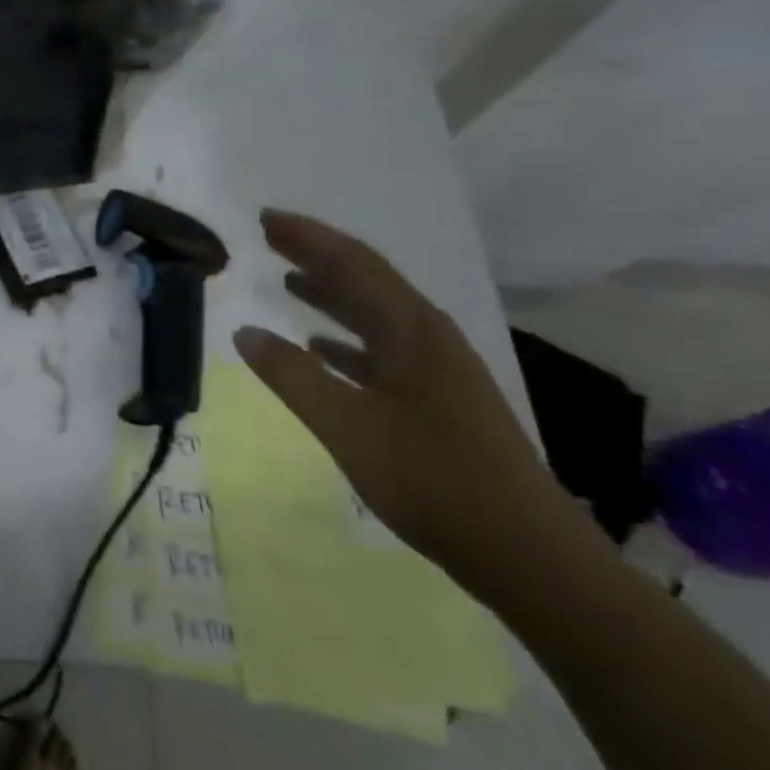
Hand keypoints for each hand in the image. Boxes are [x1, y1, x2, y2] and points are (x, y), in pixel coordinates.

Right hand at [233, 209, 584, 592]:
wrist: (525, 551)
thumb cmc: (432, 481)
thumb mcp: (347, 427)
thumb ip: (292, 377)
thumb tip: (244, 332)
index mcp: (411, 333)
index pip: (352, 264)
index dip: (308, 237)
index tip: (264, 218)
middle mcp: (428, 338)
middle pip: (367, 280)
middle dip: (318, 255)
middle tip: (270, 237)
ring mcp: (437, 369)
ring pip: (375, 314)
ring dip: (332, 294)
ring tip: (288, 280)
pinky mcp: (438, 399)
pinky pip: (382, 350)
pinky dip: (347, 339)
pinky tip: (321, 347)